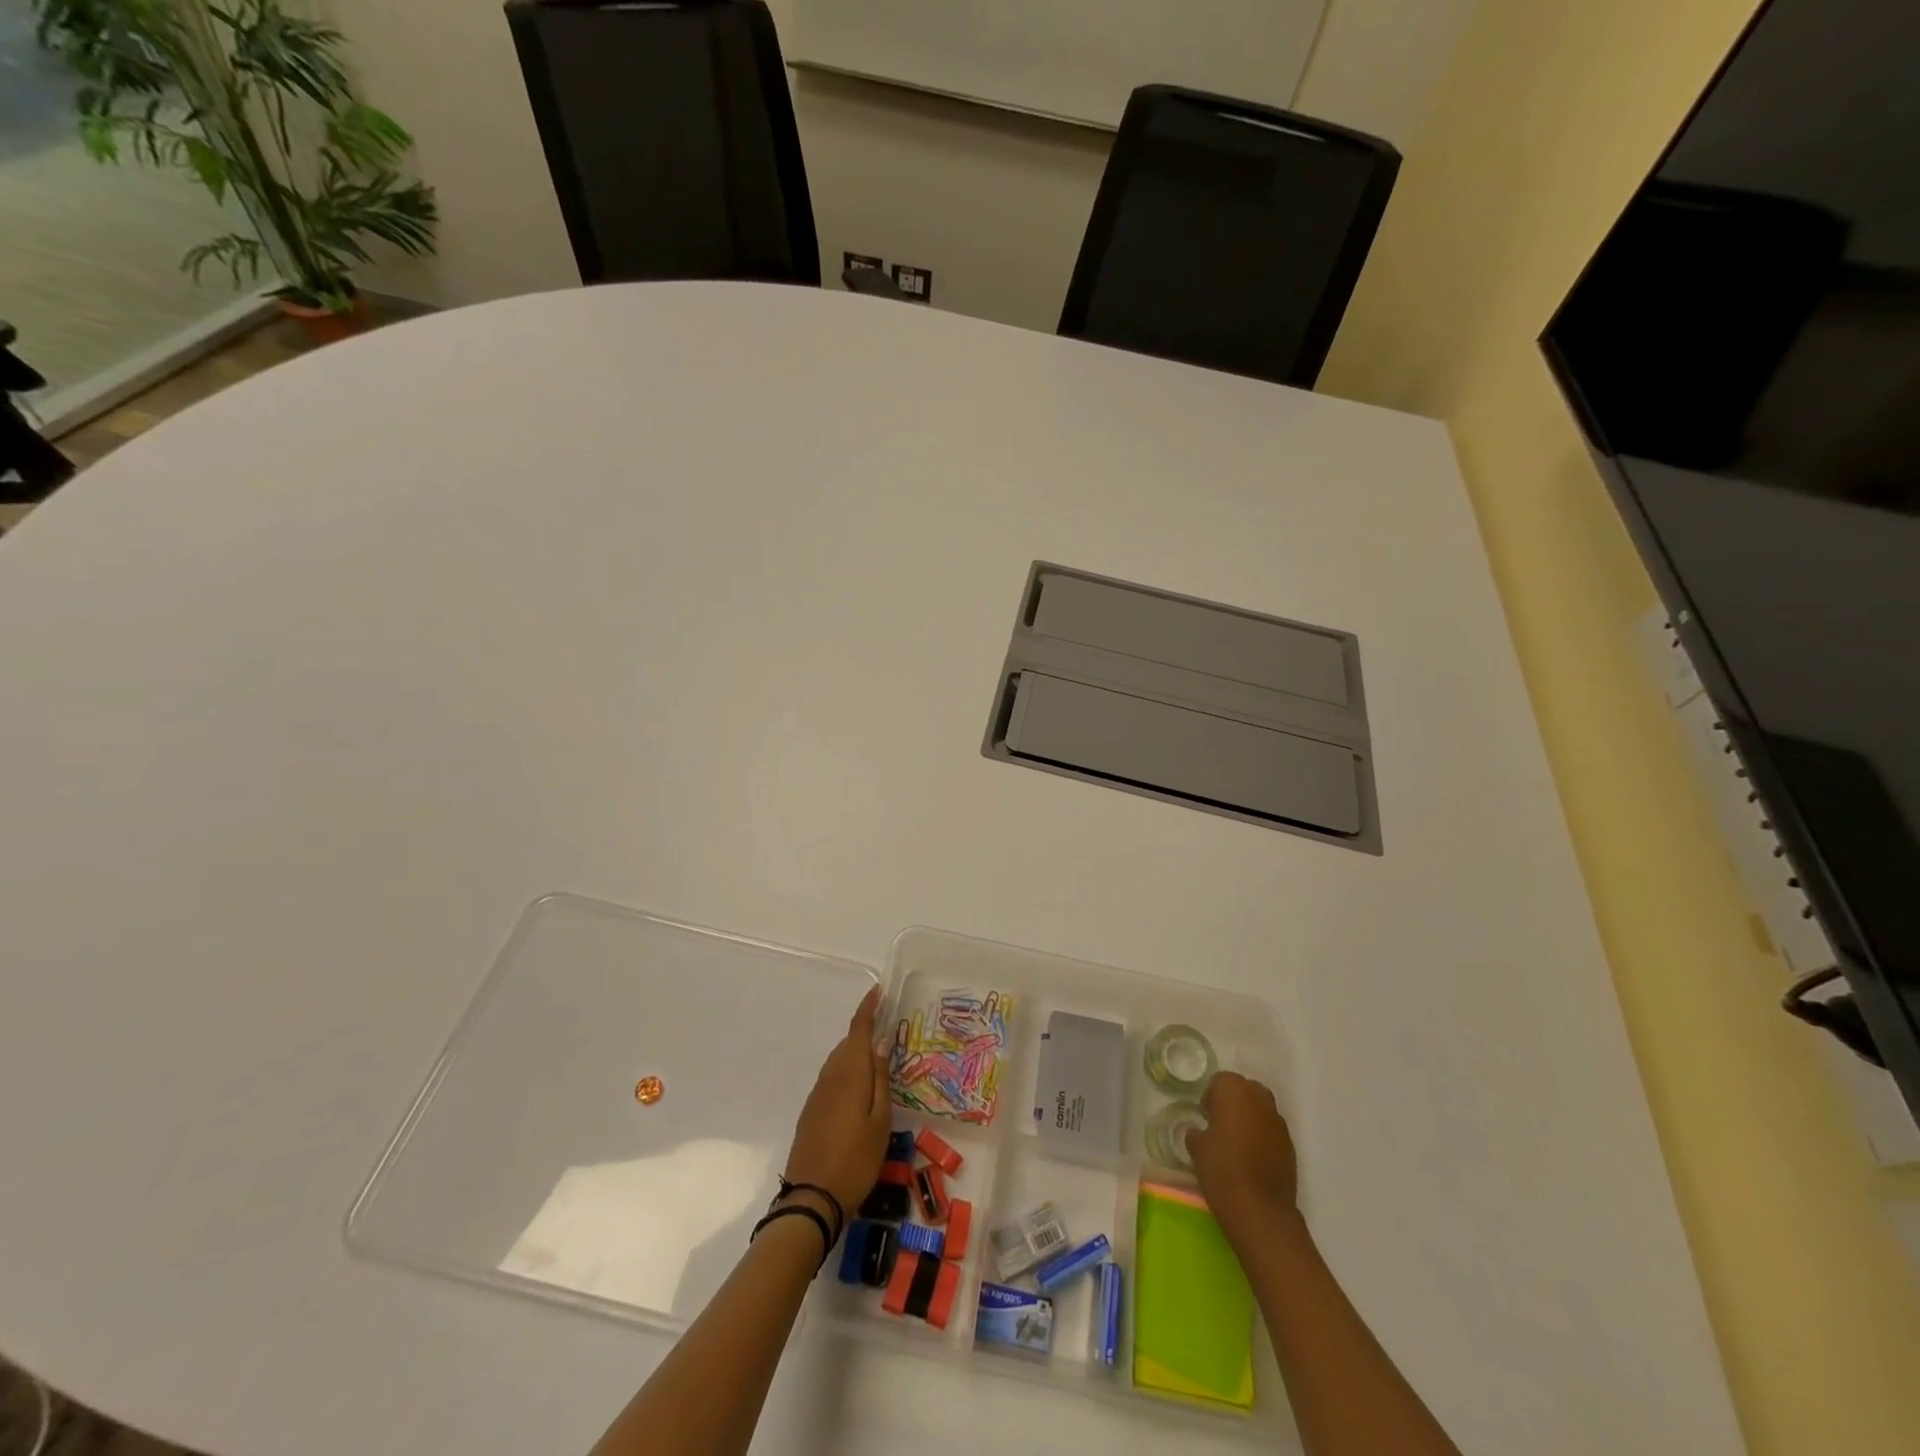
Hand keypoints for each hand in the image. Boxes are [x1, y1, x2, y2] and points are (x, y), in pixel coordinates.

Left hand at [783, 985, 891, 1219]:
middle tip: (887, 1029)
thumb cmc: (856, 1159)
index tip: (878, 991)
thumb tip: (880, 1043)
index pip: (858, 1030)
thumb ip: (880, 1079)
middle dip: (865, 1032)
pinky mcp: (811, 1112)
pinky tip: (858, 1090)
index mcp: (849, 1074)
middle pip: (848, 1044)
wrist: (812, 1199)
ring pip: (839, 1062)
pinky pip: (832, 1079)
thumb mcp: (880, 1120)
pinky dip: (846, 1073)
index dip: (868, 1008)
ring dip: (855, 1054)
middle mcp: (830, 1077)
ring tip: (876, 1060)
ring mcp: (817, 1095)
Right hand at [1185, 1072, 1301, 1248]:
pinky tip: (1253, 1159)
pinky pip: (1272, 1131)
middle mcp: (1260, 1100)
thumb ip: (1197, 1132)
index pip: (1221, 1081)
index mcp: (1234, 1092)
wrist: (1261, 1212)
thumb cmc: (1222, 1172)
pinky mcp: (1290, 1146)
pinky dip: (1263, 1137)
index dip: (1211, 1097)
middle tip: (1221, 1125)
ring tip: (1237, 1143)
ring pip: (1262, 1109)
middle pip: (1246, 1089)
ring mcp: (1279, 1123)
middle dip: (1234, 1102)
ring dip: (1250, 1118)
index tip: (1205, 1117)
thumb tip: (1200, 1132)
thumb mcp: (1197, 1149)